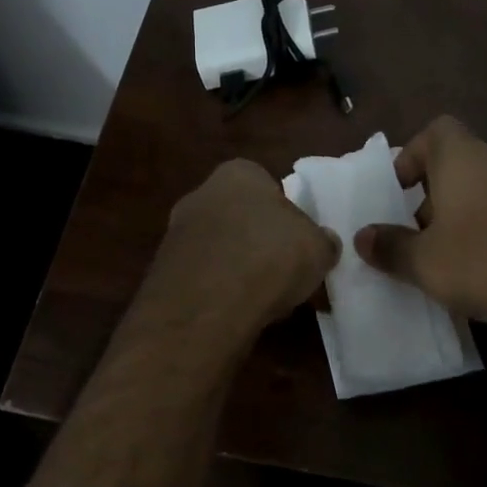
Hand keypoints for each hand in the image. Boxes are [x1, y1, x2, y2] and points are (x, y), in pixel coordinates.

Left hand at [150, 159, 339, 334]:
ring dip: (236, 269)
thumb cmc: (271, 257)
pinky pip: (201, 278)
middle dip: (257, 241)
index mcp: (238, 174)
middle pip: (238, 216)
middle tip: (281, 271)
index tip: (296, 242)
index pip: (265, 184)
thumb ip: (322, 241)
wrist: (208, 304)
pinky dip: (217, 292)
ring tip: (262, 300)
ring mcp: (175, 233)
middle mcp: (200, 194)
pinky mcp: (162, 271)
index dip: (284, 213)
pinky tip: (235, 313)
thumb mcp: (318, 248)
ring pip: (218, 249)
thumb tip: (324, 243)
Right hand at [353, 116, 486, 347]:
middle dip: (434, 197)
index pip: (436, 130)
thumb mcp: (424, 262)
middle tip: (418, 236)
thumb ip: (389, 246)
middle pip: (460, 165)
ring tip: (451, 259)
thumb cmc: (484, 263)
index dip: (412, 156)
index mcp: (464, 159)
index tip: (398, 192)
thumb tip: (362, 237)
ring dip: (465, 217)